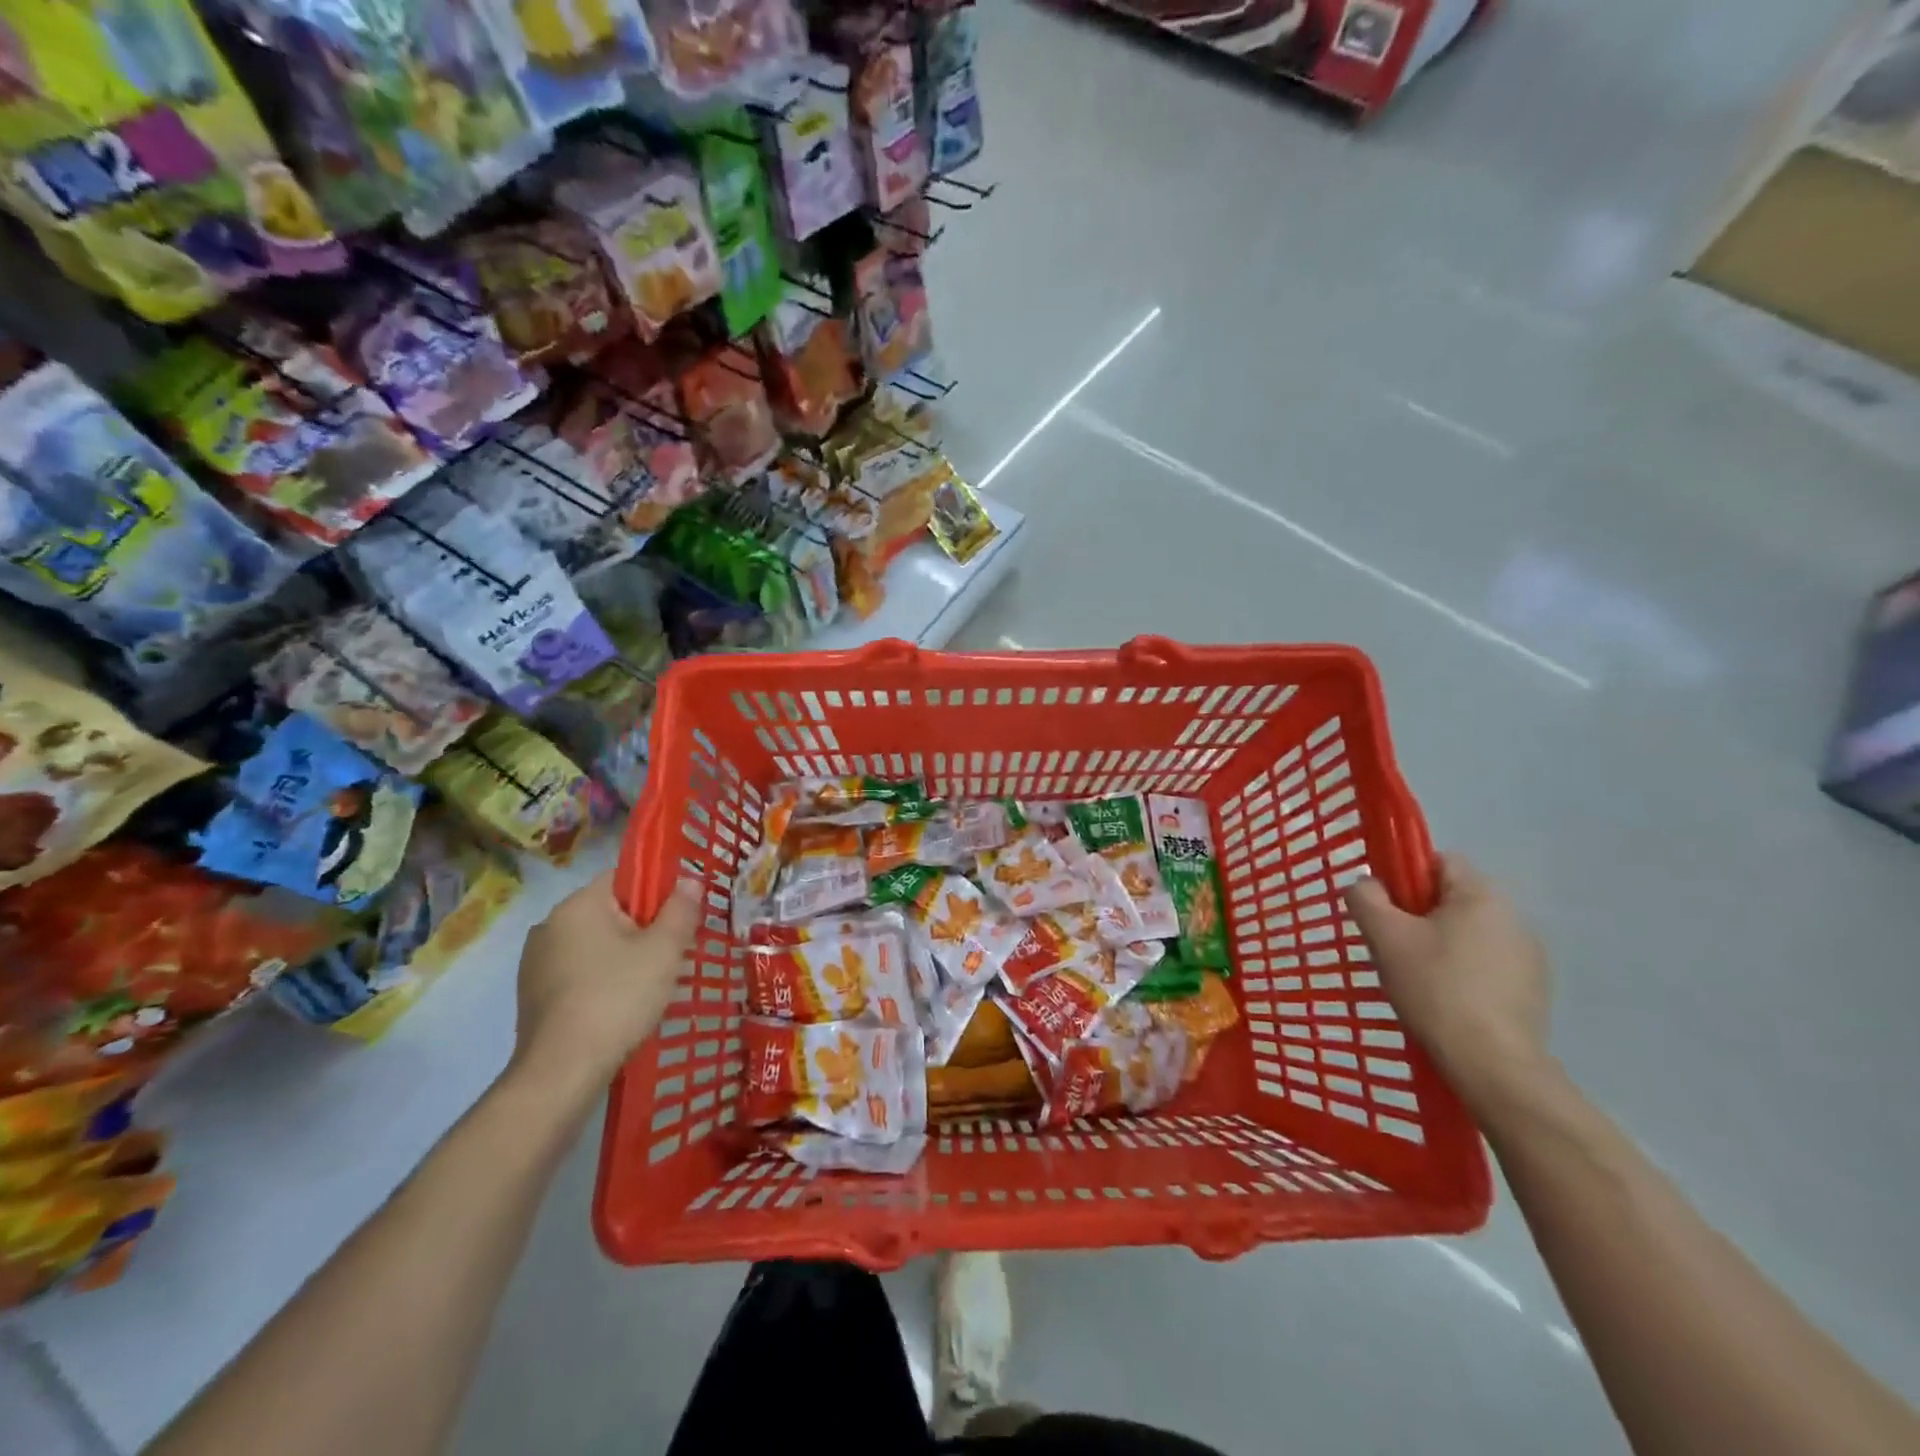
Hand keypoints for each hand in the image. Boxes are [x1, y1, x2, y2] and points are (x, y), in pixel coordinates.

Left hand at [509, 871, 701, 1099]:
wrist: (562, 1072)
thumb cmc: (617, 999)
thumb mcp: (664, 951)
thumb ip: (681, 910)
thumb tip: (689, 880)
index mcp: (578, 905)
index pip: (624, 878)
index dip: (658, 892)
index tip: (680, 918)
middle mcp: (549, 925)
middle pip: (611, 912)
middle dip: (644, 928)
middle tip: (673, 955)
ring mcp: (535, 962)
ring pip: (595, 945)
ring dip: (623, 956)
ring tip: (651, 985)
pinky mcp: (533, 995)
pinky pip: (578, 972)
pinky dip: (602, 980)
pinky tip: (620, 1006)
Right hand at [1343, 853, 1554, 1114]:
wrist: (1492, 1065)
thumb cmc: (1435, 989)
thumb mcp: (1384, 937)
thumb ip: (1366, 897)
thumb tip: (1366, 884)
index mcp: (1481, 896)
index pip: (1438, 861)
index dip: (1404, 876)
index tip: (1384, 908)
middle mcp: (1514, 917)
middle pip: (1452, 898)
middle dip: (1418, 915)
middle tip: (1392, 946)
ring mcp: (1529, 956)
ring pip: (1468, 933)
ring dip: (1441, 945)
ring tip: (1416, 979)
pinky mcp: (1533, 990)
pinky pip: (1486, 964)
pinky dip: (1463, 973)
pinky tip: (1445, 1001)